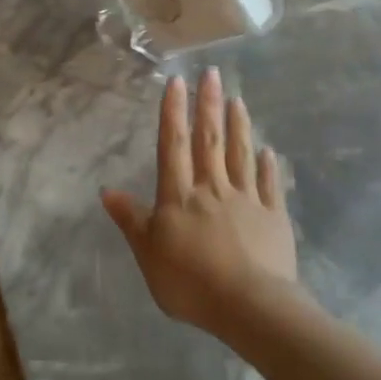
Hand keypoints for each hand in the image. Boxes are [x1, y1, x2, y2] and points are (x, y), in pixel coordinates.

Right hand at [102, 68, 303, 335]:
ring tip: (238, 99)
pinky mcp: (274, 218)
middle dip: (209, 105)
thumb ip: (131, 219)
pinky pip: (269, 185)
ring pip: (241, 155)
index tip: (177, 82)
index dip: (173, 112)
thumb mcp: (148, 253)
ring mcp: (247, 201)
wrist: (249, 306)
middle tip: (213, 74)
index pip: (173, 145)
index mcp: (180, 196)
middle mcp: (213, 189)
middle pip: (210, 141)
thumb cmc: (190, 281)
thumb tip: (106, 190)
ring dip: (239, 126)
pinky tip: (268, 151)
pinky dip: (268, 166)